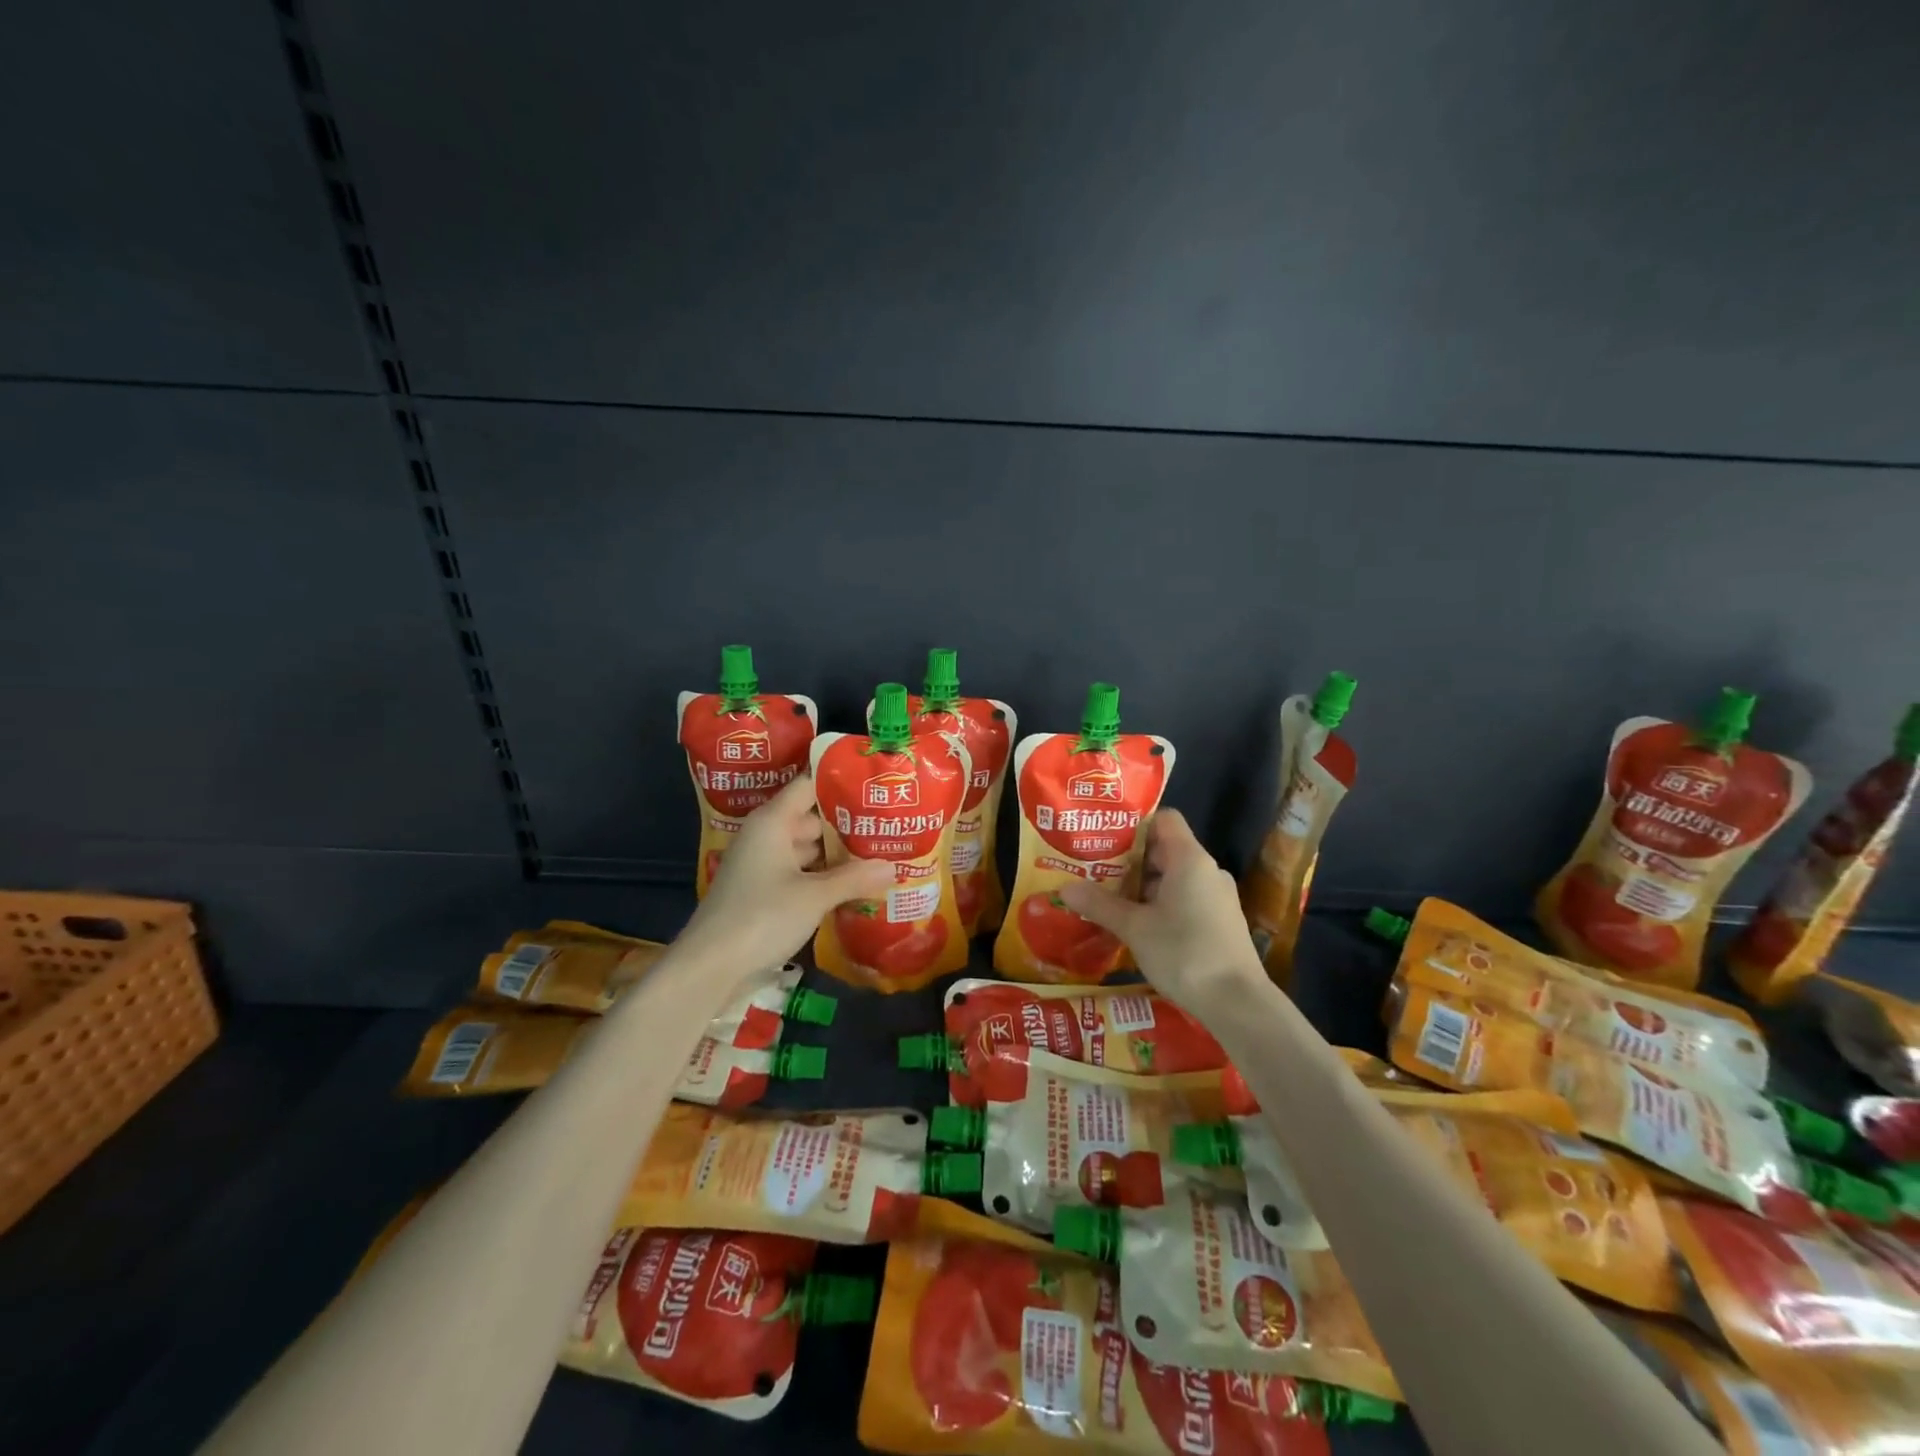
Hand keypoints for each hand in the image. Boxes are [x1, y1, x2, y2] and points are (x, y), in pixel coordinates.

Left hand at [677, 772, 893, 979]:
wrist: (710, 968)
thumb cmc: (761, 917)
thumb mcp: (814, 896)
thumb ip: (855, 878)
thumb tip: (895, 866)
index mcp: (772, 821)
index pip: (808, 785)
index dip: (840, 782)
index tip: (875, 782)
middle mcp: (766, 836)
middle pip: (812, 818)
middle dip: (847, 824)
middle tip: (889, 824)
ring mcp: (763, 865)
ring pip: (807, 849)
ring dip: (838, 854)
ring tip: (880, 852)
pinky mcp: (763, 892)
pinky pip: (800, 873)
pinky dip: (823, 877)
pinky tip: (854, 884)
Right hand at [1058, 810, 1265, 1015]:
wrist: (1238, 1004)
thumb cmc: (1184, 953)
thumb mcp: (1135, 928)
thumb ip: (1100, 904)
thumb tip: (1064, 887)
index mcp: (1189, 859)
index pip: (1164, 819)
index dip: (1134, 824)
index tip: (1104, 838)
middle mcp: (1207, 870)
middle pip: (1164, 849)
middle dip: (1129, 859)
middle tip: (1094, 870)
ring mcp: (1217, 896)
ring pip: (1173, 877)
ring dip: (1142, 886)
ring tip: (1109, 899)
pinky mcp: (1220, 921)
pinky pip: (1186, 898)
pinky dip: (1161, 904)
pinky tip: (1138, 925)